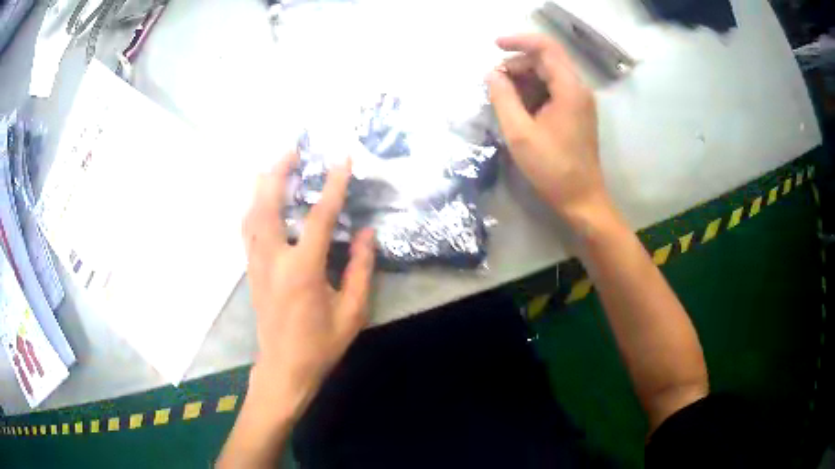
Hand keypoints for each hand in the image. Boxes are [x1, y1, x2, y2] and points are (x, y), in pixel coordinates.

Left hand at [242, 152, 375, 419]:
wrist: (284, 369)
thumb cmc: (320, 344)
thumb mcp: (352, 311)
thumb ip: (360, 269)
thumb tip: (365, 232)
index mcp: (302, 271)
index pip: (318, 217)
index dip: (333, 186)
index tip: (343, 160)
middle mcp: (273, 260)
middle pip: (268, 205)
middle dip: (279, 172)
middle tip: (292, 150)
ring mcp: (256, 264)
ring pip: (251, 214)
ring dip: (262, 186)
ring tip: (275, 166)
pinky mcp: (251, 271)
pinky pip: (248, 229)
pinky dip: (253, 207)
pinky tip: (261, 200)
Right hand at [487, 34, 607, 225]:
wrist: (582, 200)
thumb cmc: (552, 169)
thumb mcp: (520, 133)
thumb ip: (503, 98)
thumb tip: (491, 74)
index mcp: (569, 89)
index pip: (545, 47)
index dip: (518, 41)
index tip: (494, 46)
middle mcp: (578, 89)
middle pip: (545, 60)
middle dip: (517, 65)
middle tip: (493, 84)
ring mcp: (579, 101)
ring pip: (548, 75)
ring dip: (523, 79)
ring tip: (502, 99)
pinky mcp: (576, 113)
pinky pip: (552, 90)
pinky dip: (533, 92)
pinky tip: (518, 108)